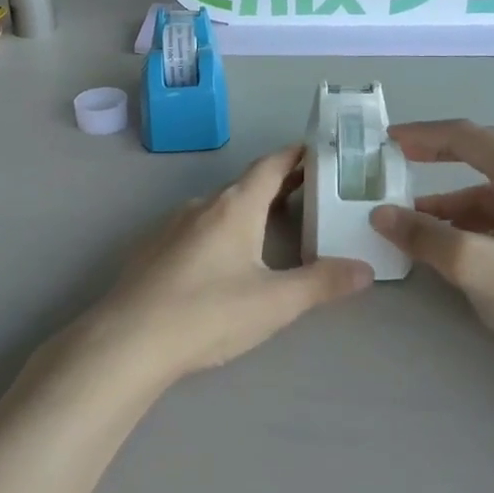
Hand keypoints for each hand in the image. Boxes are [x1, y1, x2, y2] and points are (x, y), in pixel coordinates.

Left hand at [67, 146, 373, 387]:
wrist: (128, 341)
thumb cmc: (208, 314)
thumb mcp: (275, 303)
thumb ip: (322, 284)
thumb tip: (365, 270)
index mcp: (234, 207)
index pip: (270, 166)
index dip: (295, 155)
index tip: (318, 151)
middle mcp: (202, 206)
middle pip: (246, 185)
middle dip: (278, 185)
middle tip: (310, 191)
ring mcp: (171, 226)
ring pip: (219, 208)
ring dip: (248, 209)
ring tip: (273, 226)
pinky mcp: (152, 250)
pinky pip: (196, 228)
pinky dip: (220, 230)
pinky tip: (223, 260)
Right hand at [370, 121, 493, 381]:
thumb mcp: (476, 265)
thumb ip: (424, 236)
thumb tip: (381, 214)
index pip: (464, 136)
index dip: (422, 135)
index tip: (388, 140)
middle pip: (480, 158)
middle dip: (436, 163)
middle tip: (398, 168)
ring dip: (453, 205)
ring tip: (417, 226)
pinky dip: (477, 225)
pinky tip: (460, 250)